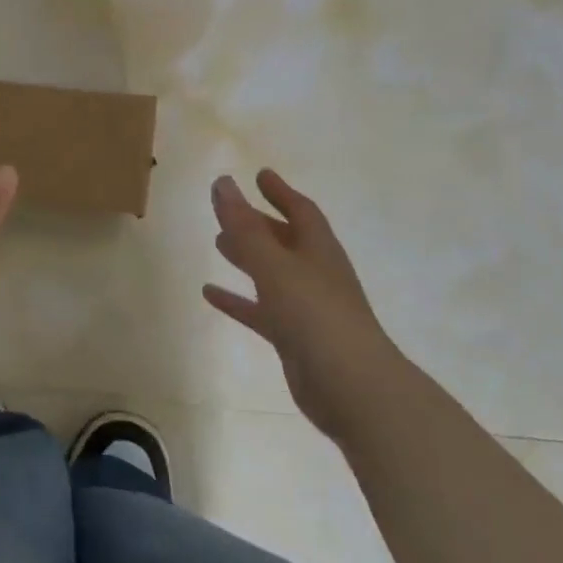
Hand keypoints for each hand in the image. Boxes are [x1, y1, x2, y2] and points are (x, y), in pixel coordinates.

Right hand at [203, 170, 400, 434]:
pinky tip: (210, 294)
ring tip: (218, 244)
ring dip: (247, 258)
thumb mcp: (274, 265)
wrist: (353, 388)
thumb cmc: (315, 315)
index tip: (260, 175)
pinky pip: (261, 310)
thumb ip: (245, 227)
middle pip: (286, 240)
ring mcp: (307, 308)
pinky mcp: (295, 338)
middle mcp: (315, 274)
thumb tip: (223, 182)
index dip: (280, 192)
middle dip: (259, 224)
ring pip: (272, 274)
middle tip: (230, 212)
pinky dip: (238, 300)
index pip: (301, 210)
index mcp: (319, 250)